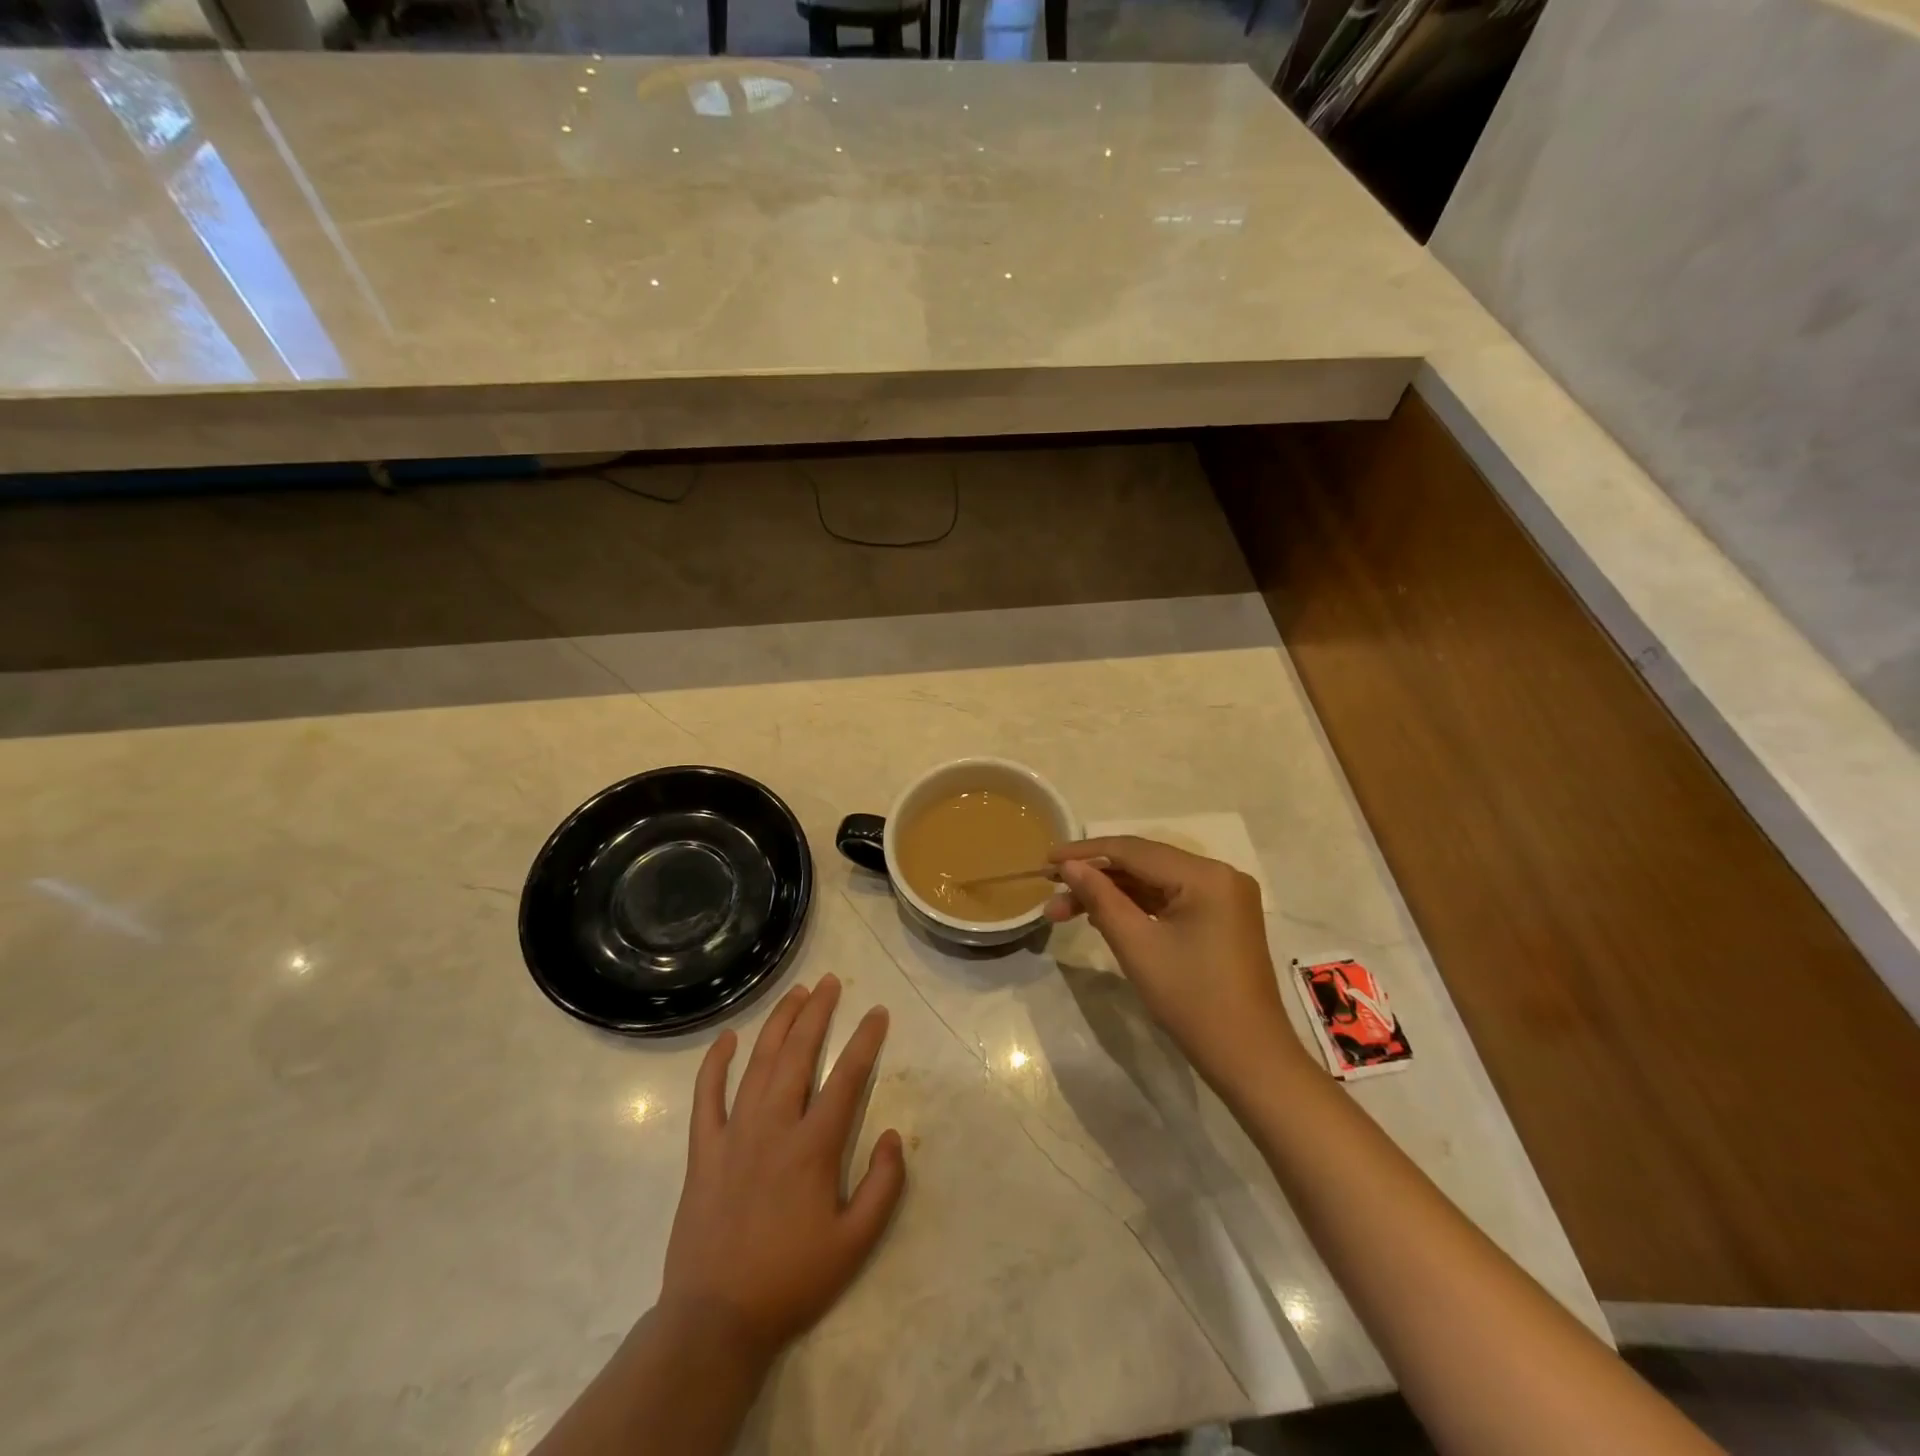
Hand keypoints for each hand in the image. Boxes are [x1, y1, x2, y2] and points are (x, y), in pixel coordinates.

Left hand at [658, 975, 905, 1366]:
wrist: (716, 1321)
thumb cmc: (791, 1280)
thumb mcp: (855, 1244)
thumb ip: (883, 1187)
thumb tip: (895, 1135)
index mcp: (813, 1148)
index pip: (846, 1078)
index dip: (865, 1041)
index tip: (878, 1013)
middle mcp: (774, 1127)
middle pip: (798, 1054)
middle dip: (817, 1013)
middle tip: (831, 982)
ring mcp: (733, 1134)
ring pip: (758, 1064)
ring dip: (778, 1024)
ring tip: (796, 994)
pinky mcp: (702, 1150)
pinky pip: (706, 1096)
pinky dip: (716, 1063)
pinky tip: (727, 1038)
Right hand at [1045, 837, 1305, 1088]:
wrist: (1249, 1060)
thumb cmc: (1192, 1000)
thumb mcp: (1137, 945)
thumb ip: (1100, 898)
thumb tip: (1069, 866)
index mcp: (1206, 875)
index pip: (1134, 850)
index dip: (1085, 853)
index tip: (1045, 861)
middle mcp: (1219, 874)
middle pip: (1144, 864)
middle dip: (1095, 877)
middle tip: (1050, 890)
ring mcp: (1223, 897)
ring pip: (1154, 883)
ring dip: (1111, 894)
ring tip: (1063, 910)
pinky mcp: (1221, 919)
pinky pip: (1169, 900)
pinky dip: (1136, 907)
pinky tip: (1100, 916)